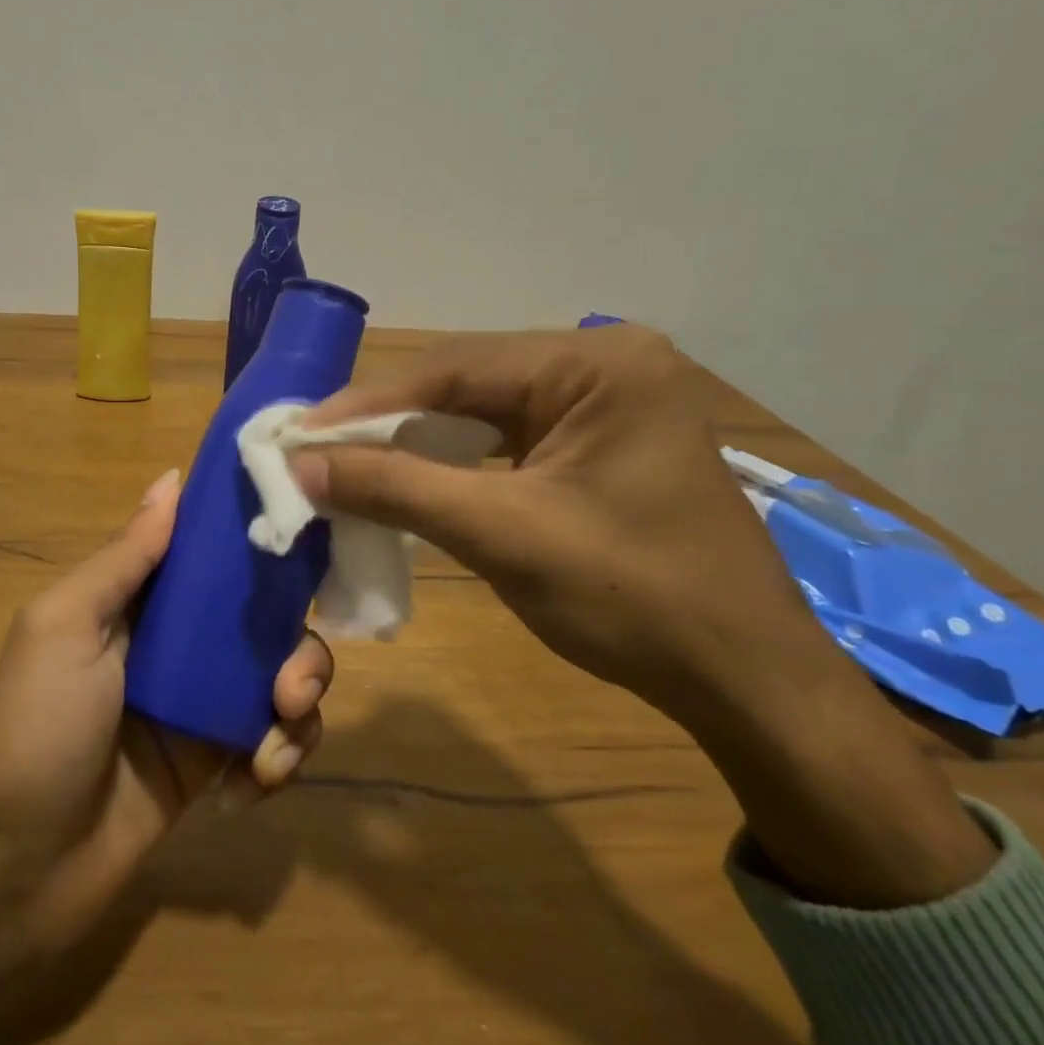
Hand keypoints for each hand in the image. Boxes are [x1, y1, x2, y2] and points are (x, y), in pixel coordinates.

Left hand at [0, 469, 331, 1007]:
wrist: (18, 866)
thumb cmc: (38, 726)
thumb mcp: (66, 625)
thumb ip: (125, 557)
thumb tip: (172, 477)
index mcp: (142, 601)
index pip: (214, 556)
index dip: (261, 548)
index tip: (306, 553)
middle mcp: (179, 643)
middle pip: (266, 621)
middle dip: (296, 648)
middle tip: (290, 686)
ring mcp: (201, 704)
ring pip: (282, 680)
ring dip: (298, 708)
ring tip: (272, 747)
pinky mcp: (216, 763)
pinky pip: (272, 742)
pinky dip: (278, 758)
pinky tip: (253, 783)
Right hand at [287, 324, 809, 720]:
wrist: (746, 682)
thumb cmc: (634, 601)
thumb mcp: (502, 535)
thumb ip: (395, 489)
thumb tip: (300, 466)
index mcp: (596, 364)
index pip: (453, 367)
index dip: (366, 403)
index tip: (298, 434)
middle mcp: (601, 362)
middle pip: (464, 382)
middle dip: (386, 421)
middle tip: (315, 450)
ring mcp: (603, 399)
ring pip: (478, 409)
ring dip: (412, 440)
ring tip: (346, 463)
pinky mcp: (596, 438)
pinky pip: (503, 435)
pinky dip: (450, 459)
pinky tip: (407, 476)